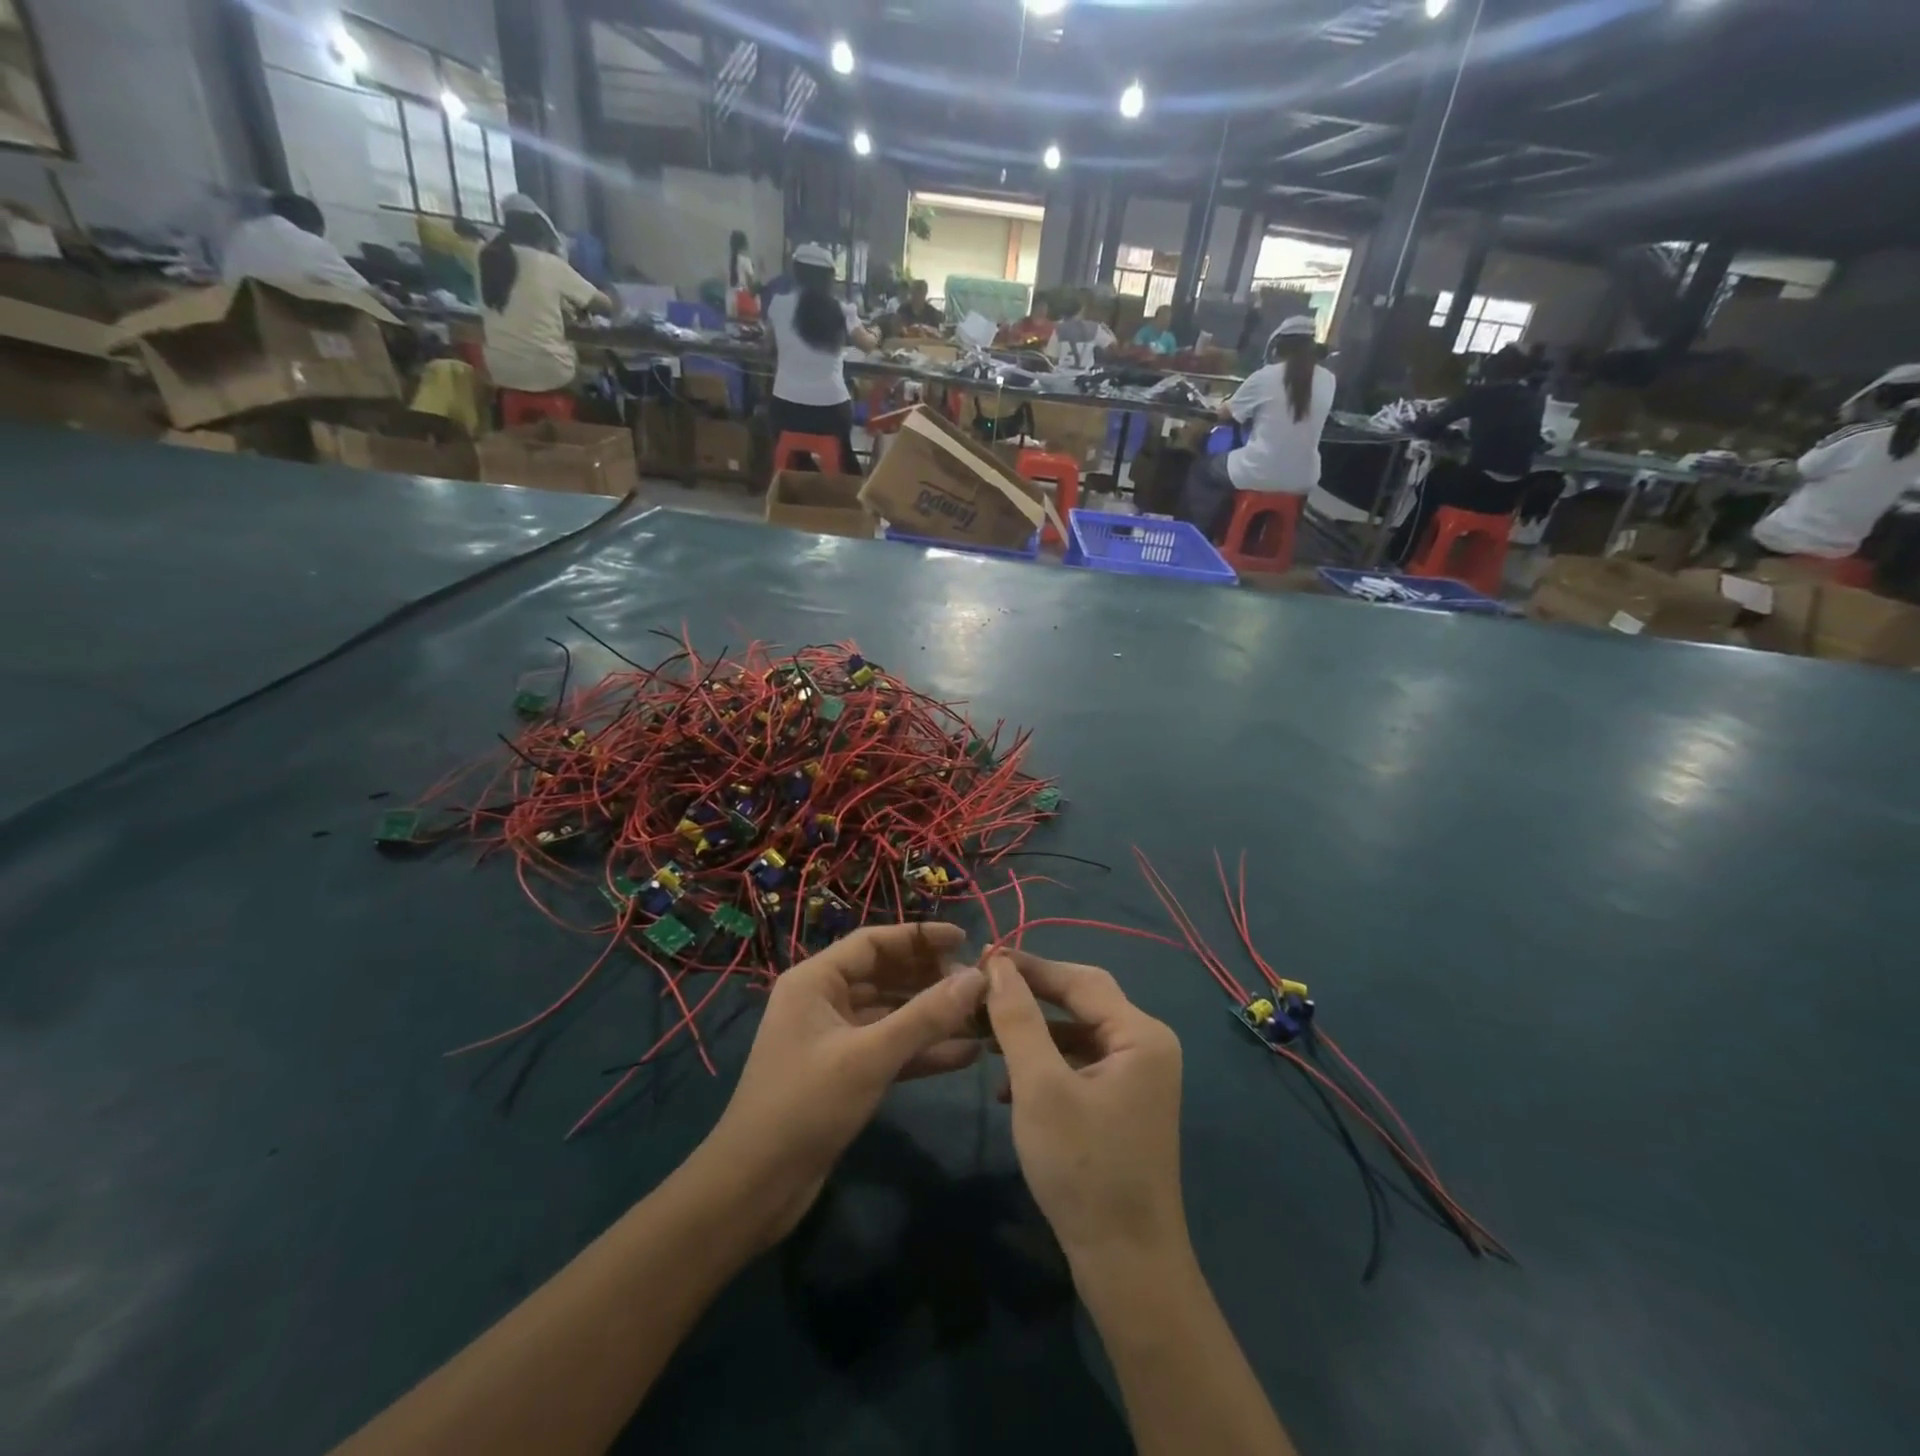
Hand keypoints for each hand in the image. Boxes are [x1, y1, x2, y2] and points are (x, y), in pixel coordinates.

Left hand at [702, 923, 985, 1244]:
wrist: (755, 1189)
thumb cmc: (806, 1106)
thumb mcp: (870, 1056)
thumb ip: (926, 1016)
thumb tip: (978, 978)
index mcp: (815, 981)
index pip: (874, 942)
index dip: (919, 938)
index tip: (965, 939)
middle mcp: (823, 1001)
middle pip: (885, 975)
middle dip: (931, 978)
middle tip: (979, 984)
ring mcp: (834, 1038)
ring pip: (892, 1014)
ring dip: (932, 1016)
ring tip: (981, 1017)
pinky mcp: (845, 1073)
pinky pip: (890, 1049)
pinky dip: (922, 1050)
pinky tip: (965, 1054)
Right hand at [985, 950, 1186, 1264]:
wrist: (1126, 1265)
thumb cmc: (1083, 1169)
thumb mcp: (1040, 1087)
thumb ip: (1018, 1020)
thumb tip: (999, 966)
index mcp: (1140, 1034)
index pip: (1079, 979)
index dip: (1030, 965)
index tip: (983, 957)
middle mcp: (1146, 1046)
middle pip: (1081, 1001)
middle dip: (1030, 996)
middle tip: (982, 989)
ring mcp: (1137, 1077)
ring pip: (1077, 1034)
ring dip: (1032, 1032)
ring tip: (985, 1033)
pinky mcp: (1123, 1104)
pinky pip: (1080, 1065)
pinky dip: (1045, 1064)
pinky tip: (1008, 1084)